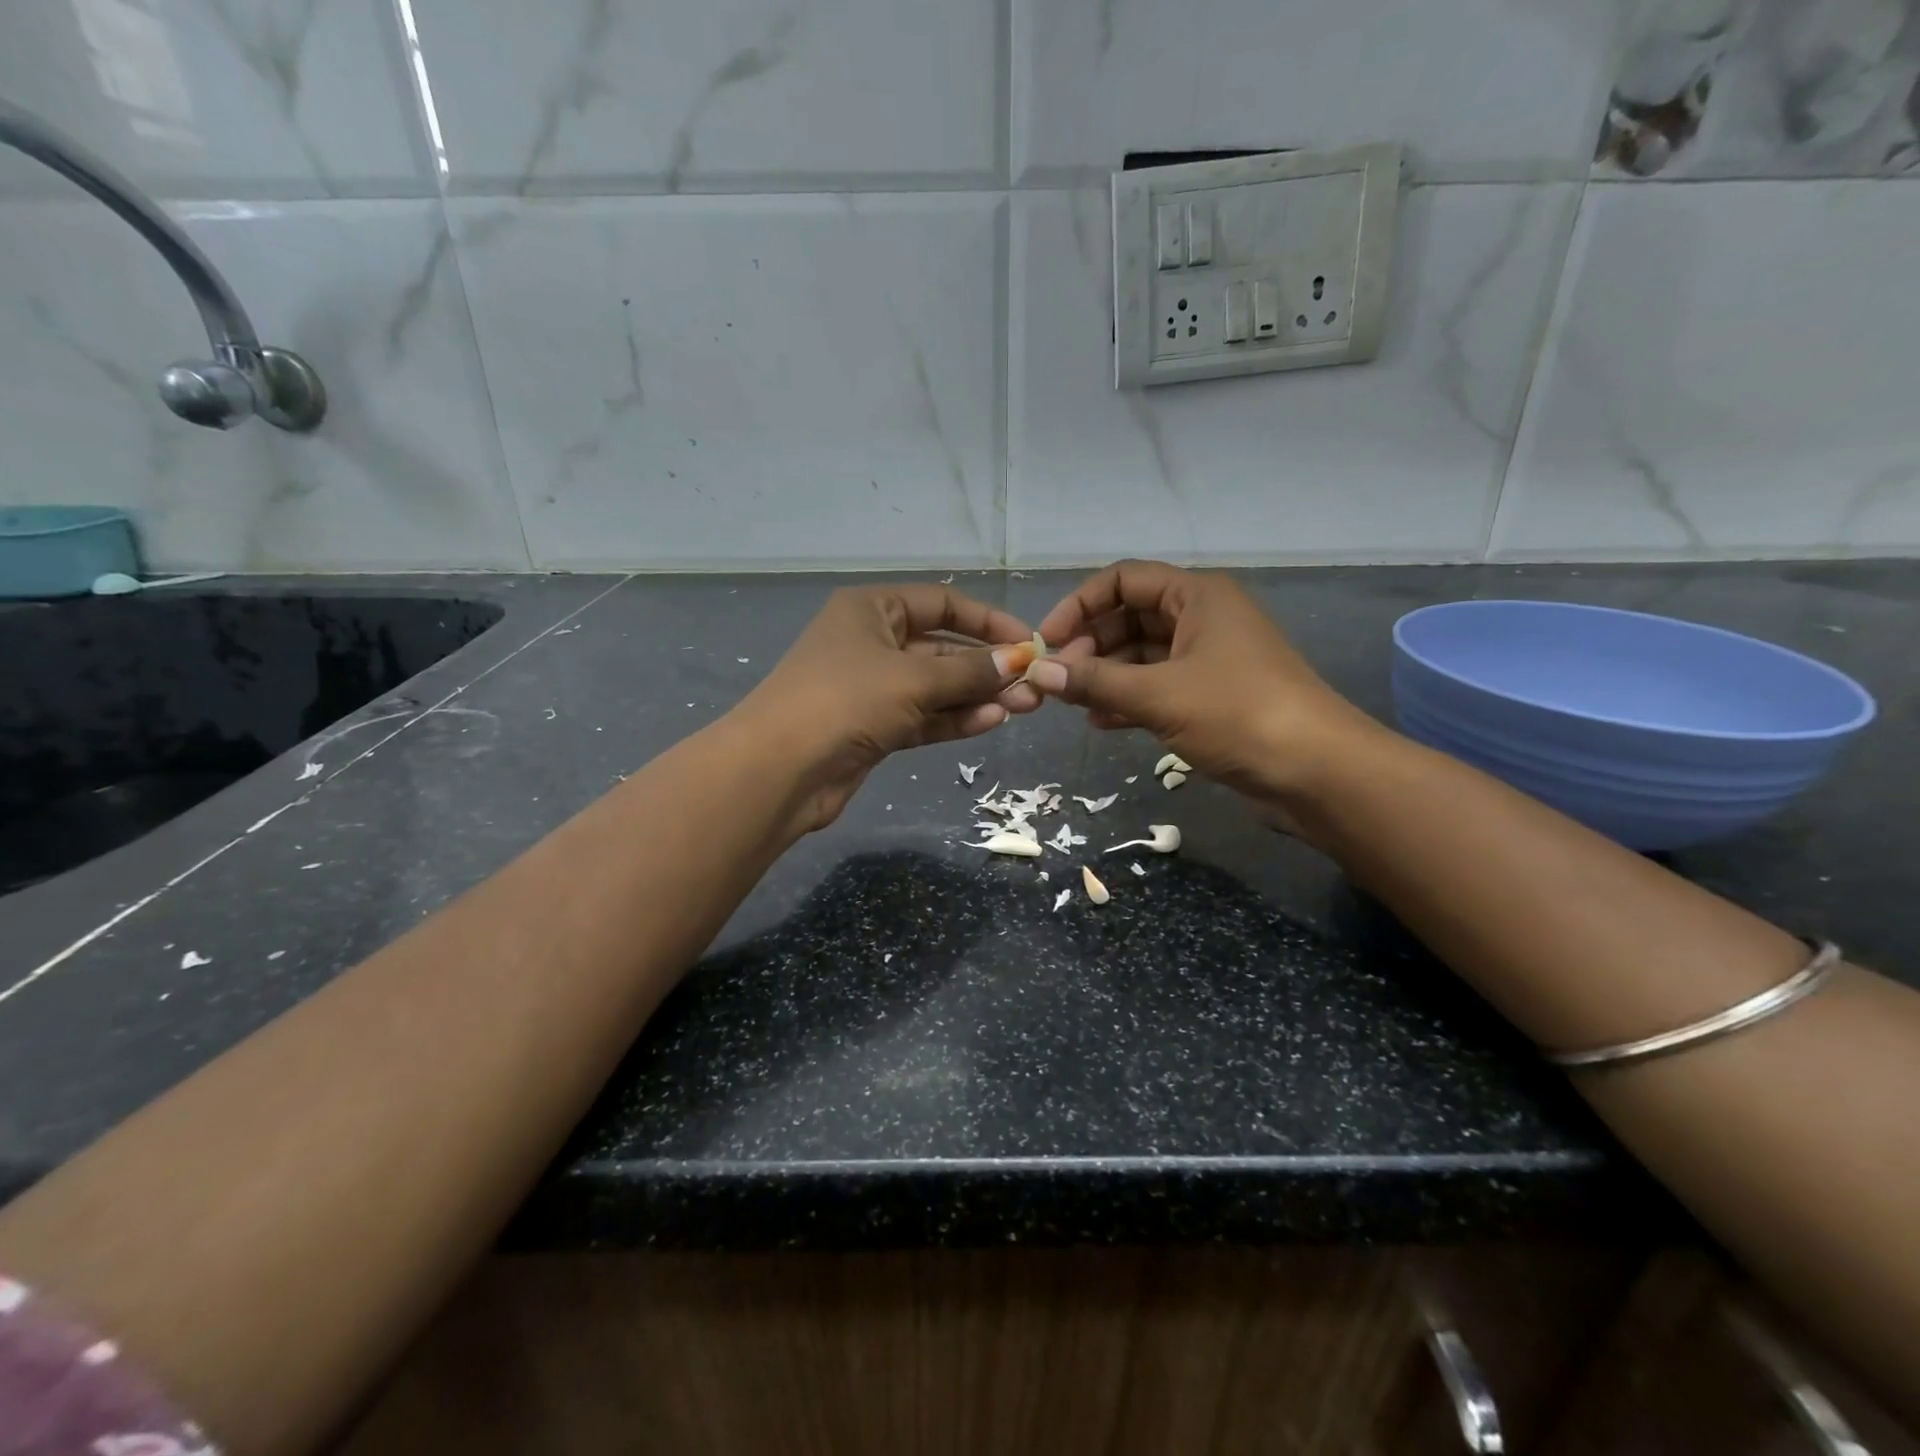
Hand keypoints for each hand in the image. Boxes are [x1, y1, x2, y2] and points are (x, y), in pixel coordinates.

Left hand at [733, 583, 1041, 833]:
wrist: (781, 769)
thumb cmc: (846, 700)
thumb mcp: (913, 678)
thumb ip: (969, 671)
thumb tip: (1019, 660)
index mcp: (871, 609)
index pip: (941, 604)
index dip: (987, 621)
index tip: (1028, 642)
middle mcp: (871, 642)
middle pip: (941, 648)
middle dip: (987, 666)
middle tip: (1033, 685)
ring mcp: (871, 688)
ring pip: (935, 687)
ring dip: (977, 696)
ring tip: (1023, 706)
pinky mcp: (873, 728)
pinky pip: (923, 716)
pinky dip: (954, 719)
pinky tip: (991, 721)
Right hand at [1026, 560, 1374, 810]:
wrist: (1316, 771)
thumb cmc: (1238, 714)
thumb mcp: (1158, 695)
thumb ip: (1094, 681)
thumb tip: (1036, 673)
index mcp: (1196, 596)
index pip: (1123, 579)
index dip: (1079, 605)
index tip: (1047, 642)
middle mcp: (1202, 618)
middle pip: (1129, 617)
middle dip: (1089, 645)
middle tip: (1058, 680)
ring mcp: (1208, 658)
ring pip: (1141, 655)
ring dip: (1105, 675)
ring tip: (1072, 703)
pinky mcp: (1211, 696)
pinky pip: (1157, 686)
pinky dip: (1128, 699)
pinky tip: (1099, 722)